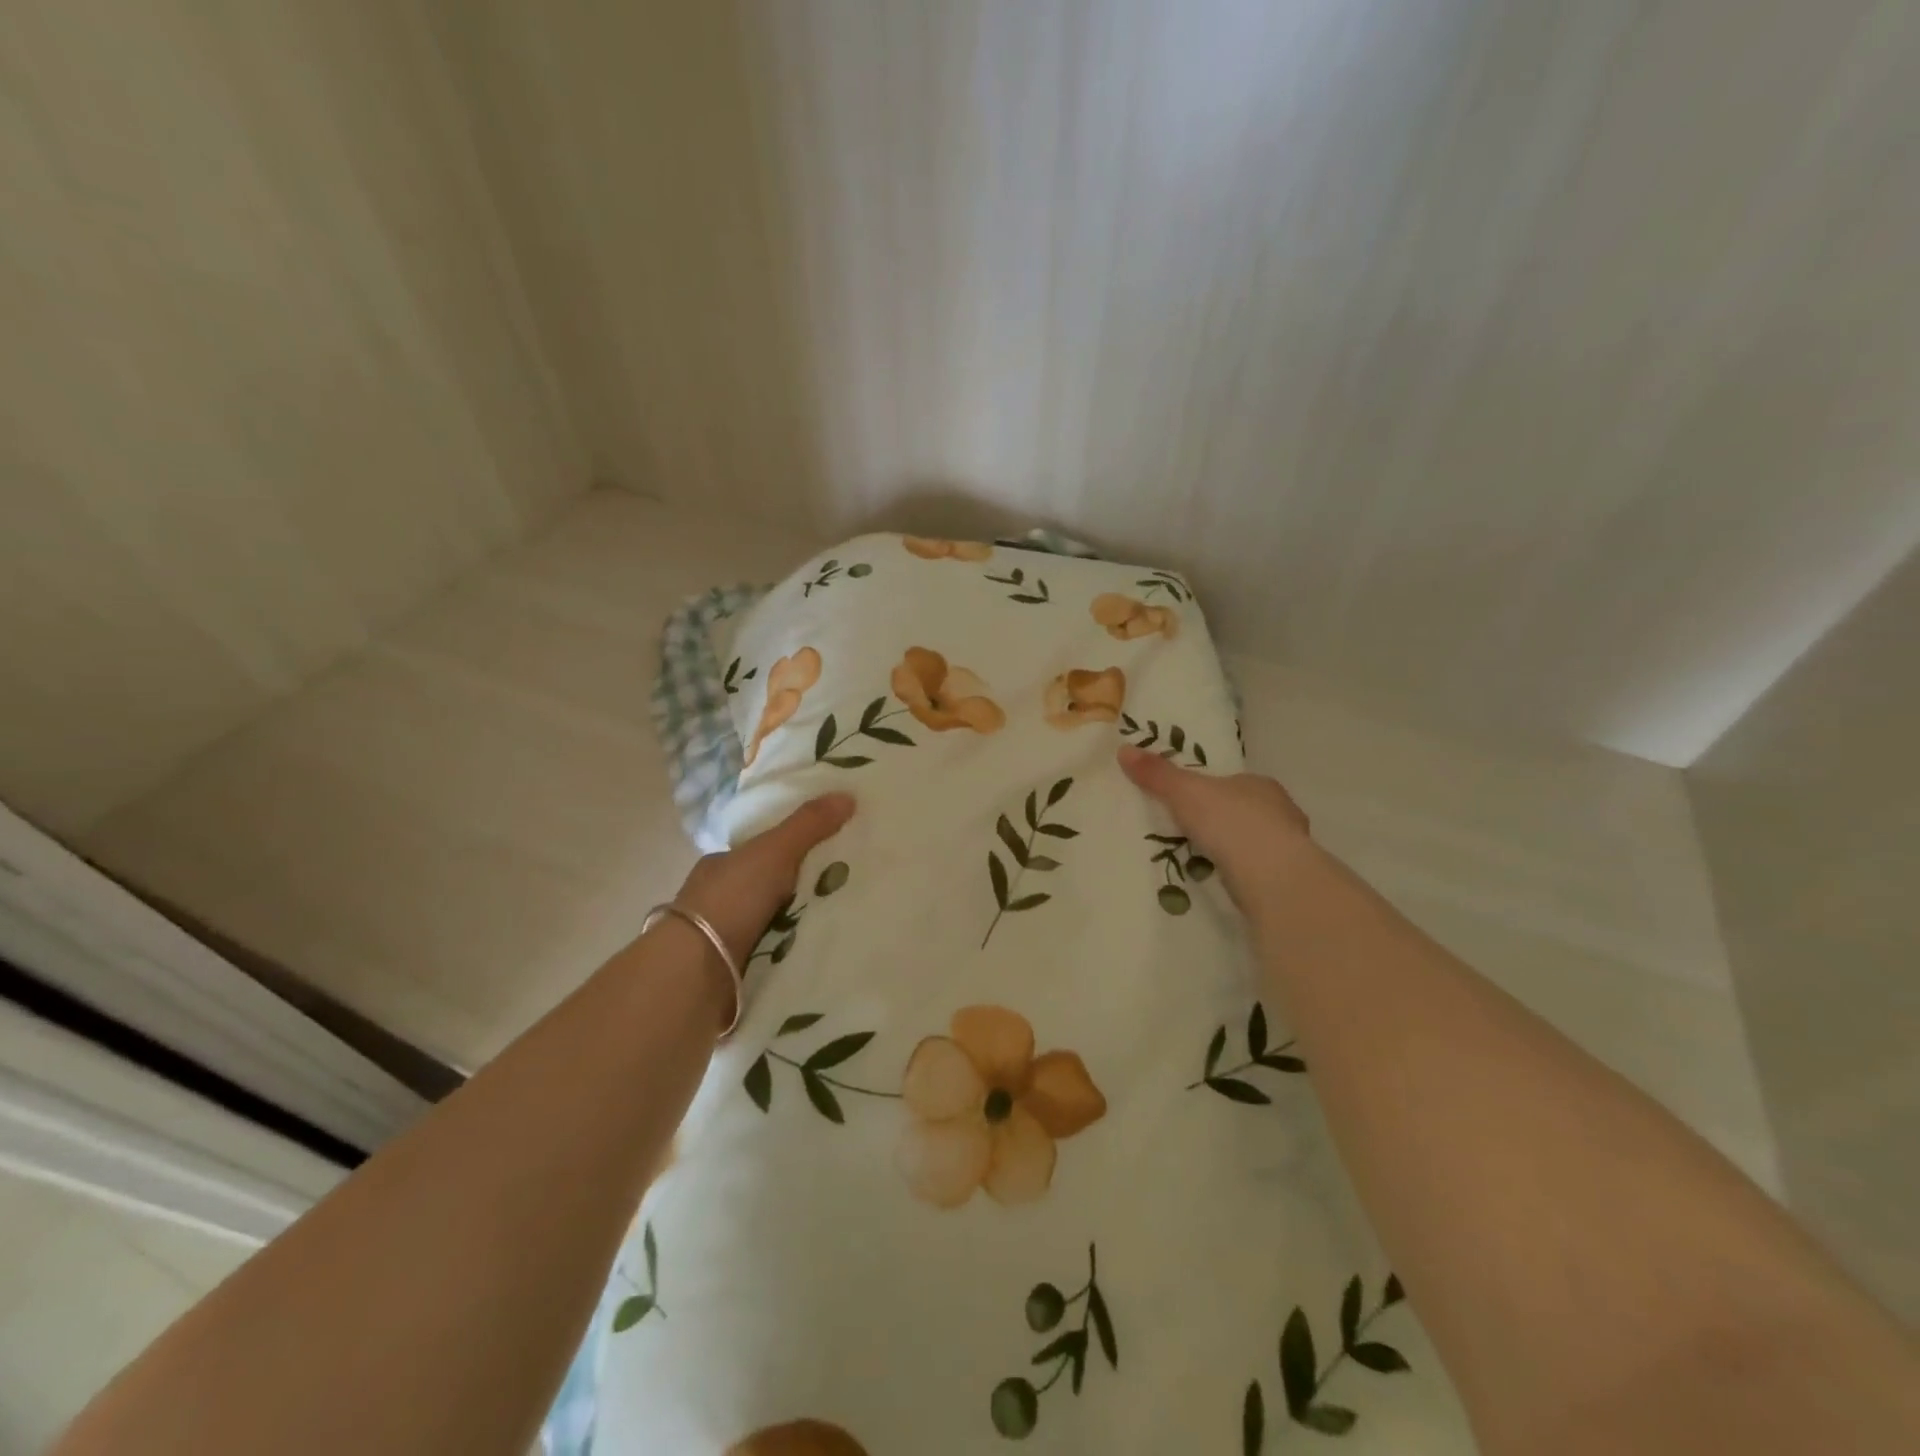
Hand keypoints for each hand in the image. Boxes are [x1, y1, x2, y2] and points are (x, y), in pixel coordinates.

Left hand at [674, 794, 856, 968]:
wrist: (698, 971)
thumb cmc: (731, 899)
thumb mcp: (775, 851)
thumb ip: (808, 824)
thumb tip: (848, 794)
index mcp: (719, 865)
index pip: (759, 852)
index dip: (790, 850)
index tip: (826, 855)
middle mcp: (718, 898)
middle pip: (768, 887)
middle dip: (799, 889)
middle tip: (842, 889)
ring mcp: (722, 937)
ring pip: (770, 923)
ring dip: (796, 924)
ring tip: (841, 921)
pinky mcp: (733, 970)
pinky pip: (772, 954)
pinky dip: (791, 952)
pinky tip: (819, 951)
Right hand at [1117, 745, 1312, 916]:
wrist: (1271, 874)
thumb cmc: (1230, 821)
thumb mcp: (1184, 792)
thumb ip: (1157, 774)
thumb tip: (1124, 749)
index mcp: (1259, 784)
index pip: (1235, 782)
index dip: (1214, 790)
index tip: (1192, 803)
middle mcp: (1281, 810)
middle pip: (1247, 811)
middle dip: (1225, 820)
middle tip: (1194, 832)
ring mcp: (1289, 846)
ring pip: (1256, 842)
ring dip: (1235, 849)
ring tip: (1204, 859)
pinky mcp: (1287, 878)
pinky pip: (1259, 870)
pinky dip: (1242, 873)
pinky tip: (1224, 881)